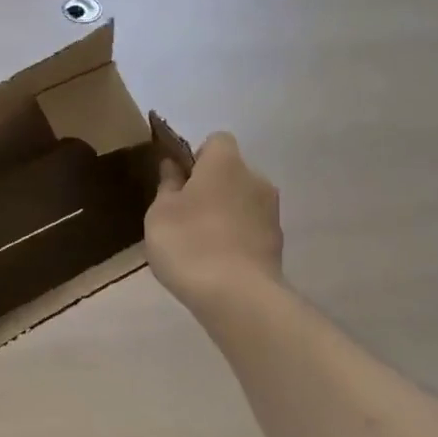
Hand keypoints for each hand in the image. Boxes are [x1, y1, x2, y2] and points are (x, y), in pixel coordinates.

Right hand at [145, 132, 283, 312]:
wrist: (237, 296)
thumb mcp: (160, 213)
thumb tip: (173, 166)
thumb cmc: (189, 243)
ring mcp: (271, 212)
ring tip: (201, 244)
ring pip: (243, 202)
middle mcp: (255, 179)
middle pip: (231, 172)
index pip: (216, 141)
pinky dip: (236, 238)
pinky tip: (217, 263)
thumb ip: (167, 185)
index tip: (180, 182)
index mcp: (225, 163)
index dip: (197, 157)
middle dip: (211, 187)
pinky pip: (251, 229)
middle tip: (185, 215)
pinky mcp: (277, 243)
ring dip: (225, 214)